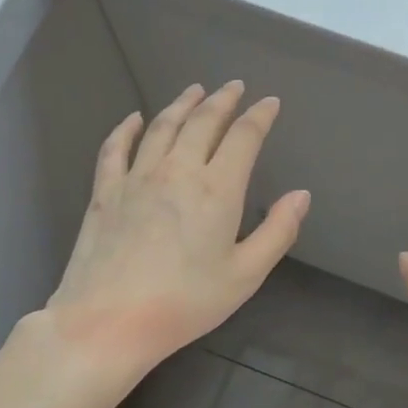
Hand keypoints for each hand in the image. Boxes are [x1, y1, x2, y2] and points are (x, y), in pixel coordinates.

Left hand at [36, 82, 309, 387]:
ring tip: (195, 91)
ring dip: (182, 104)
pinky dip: (127, 128)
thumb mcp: (245, 275)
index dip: (259, 116)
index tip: (270, 102)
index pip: (243, 137)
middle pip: (203, 122)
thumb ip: (278, 231)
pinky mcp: (105, 191)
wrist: (109, 321)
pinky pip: (115, 148)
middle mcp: (178, 170)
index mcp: (218, 189)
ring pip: (162, 126)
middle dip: (222, 100)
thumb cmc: (185, 302)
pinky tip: (135, 119)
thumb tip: (301, 195)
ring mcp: (136, 177)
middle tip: (233, 86)